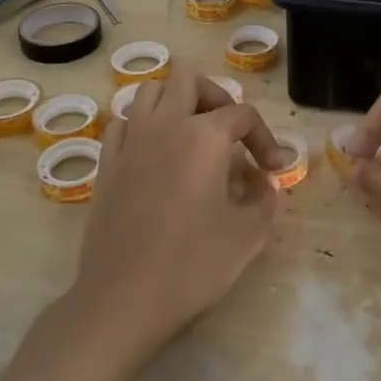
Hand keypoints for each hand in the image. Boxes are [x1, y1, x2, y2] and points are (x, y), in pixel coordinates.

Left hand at [0, 67, 288, 380]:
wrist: (122, 299)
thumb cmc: (192, 265)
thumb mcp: (248, 236)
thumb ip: (265, 201)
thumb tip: (266, 184)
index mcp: (204, 137)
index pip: (242, 115)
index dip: (265, 138)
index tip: (274, 169)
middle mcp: (165, 126)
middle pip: (190, 80)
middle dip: (216, 97)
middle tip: (229, 132)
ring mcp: (130, 142)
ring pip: (150, 91)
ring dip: (176, 102)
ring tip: (192, 133)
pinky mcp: (106, 164)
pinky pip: (124, 123)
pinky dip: (143, 126)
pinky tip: (156, 153)